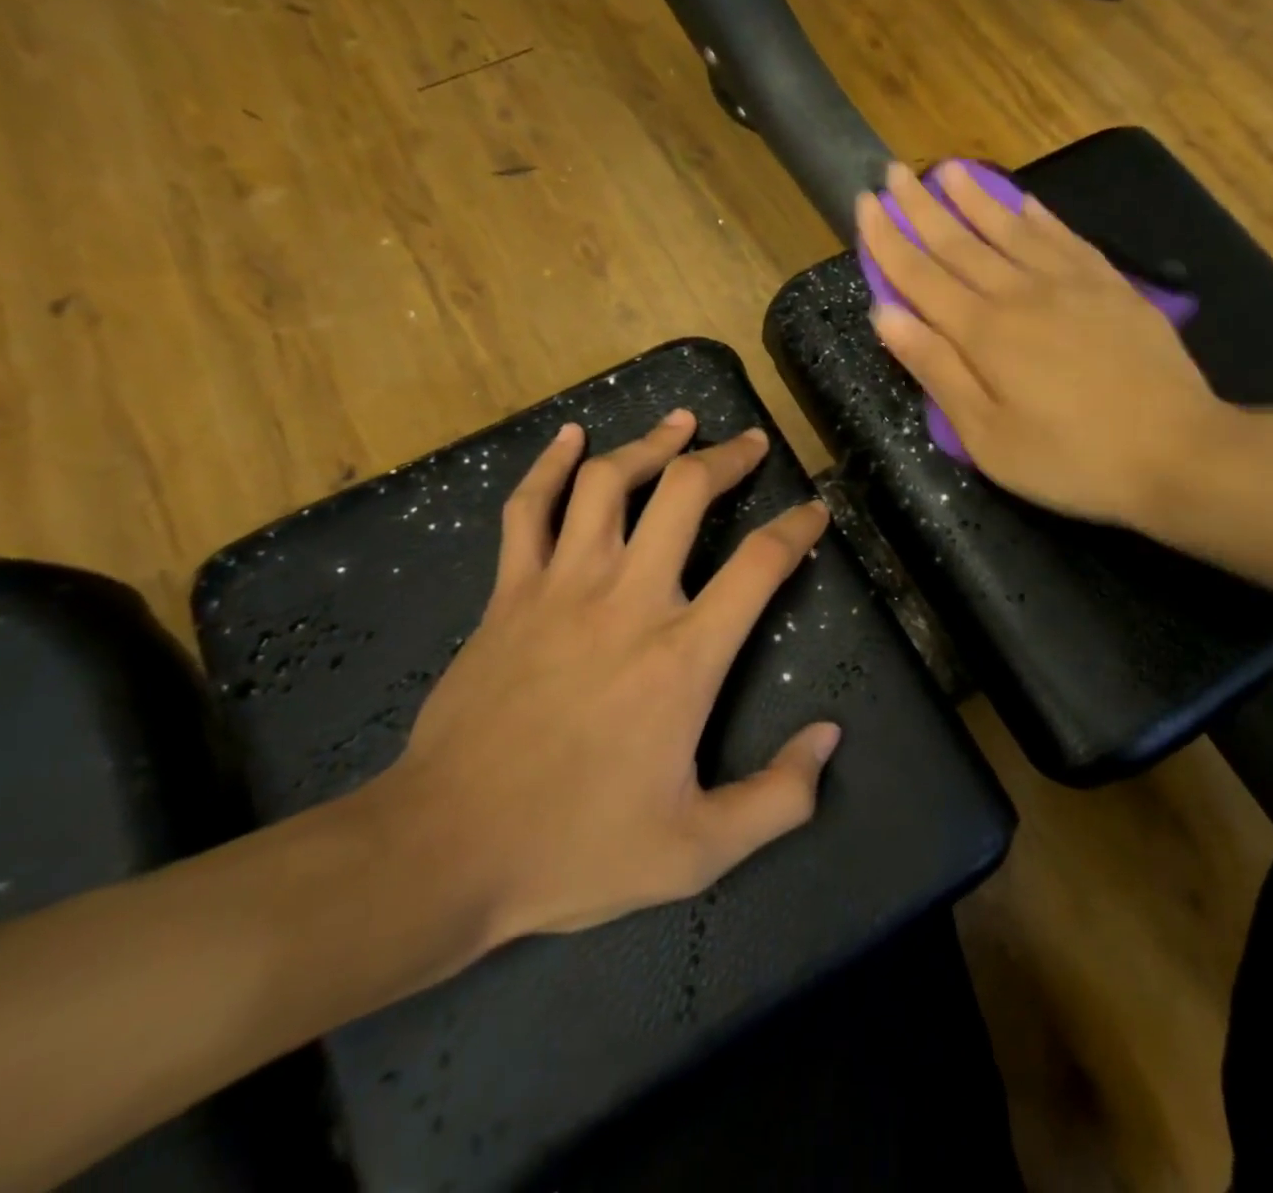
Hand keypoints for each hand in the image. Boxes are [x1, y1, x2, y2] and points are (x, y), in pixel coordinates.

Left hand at [380, 411, 838, 946]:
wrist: (443, 850)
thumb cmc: (575, 848)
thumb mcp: (697, 851)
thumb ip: (778, 798)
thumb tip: (829, 738)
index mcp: (683, 656)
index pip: (760, 565)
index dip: (797, 528)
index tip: (815, 510)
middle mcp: (629, 601)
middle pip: (686, 494)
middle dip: (727, 458)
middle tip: (751, 442)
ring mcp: (561, 588)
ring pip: (609, 483)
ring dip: (652, 443)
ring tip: (682, 421)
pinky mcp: (509, 594)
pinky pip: (529, 509)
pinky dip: (551, 464)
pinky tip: (572, 435)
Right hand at [858, 161, 1234, 530]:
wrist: (1176, 450)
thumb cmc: (1070, 458)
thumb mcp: (987, 436)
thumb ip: (937, 370)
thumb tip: (884, 314)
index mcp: (983, 333)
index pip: (920, 275)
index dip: (887, 240)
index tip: (864, 203)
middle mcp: (1020, 293)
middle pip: (959, 242)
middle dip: (921, 208)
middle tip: (893, 172)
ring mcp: (1071, 284)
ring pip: (1010, 229)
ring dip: (974, 198)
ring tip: (947, 169)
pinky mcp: (1111, 287)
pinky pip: (1064, 237)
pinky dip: (1037, 216)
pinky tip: (1023, 202)